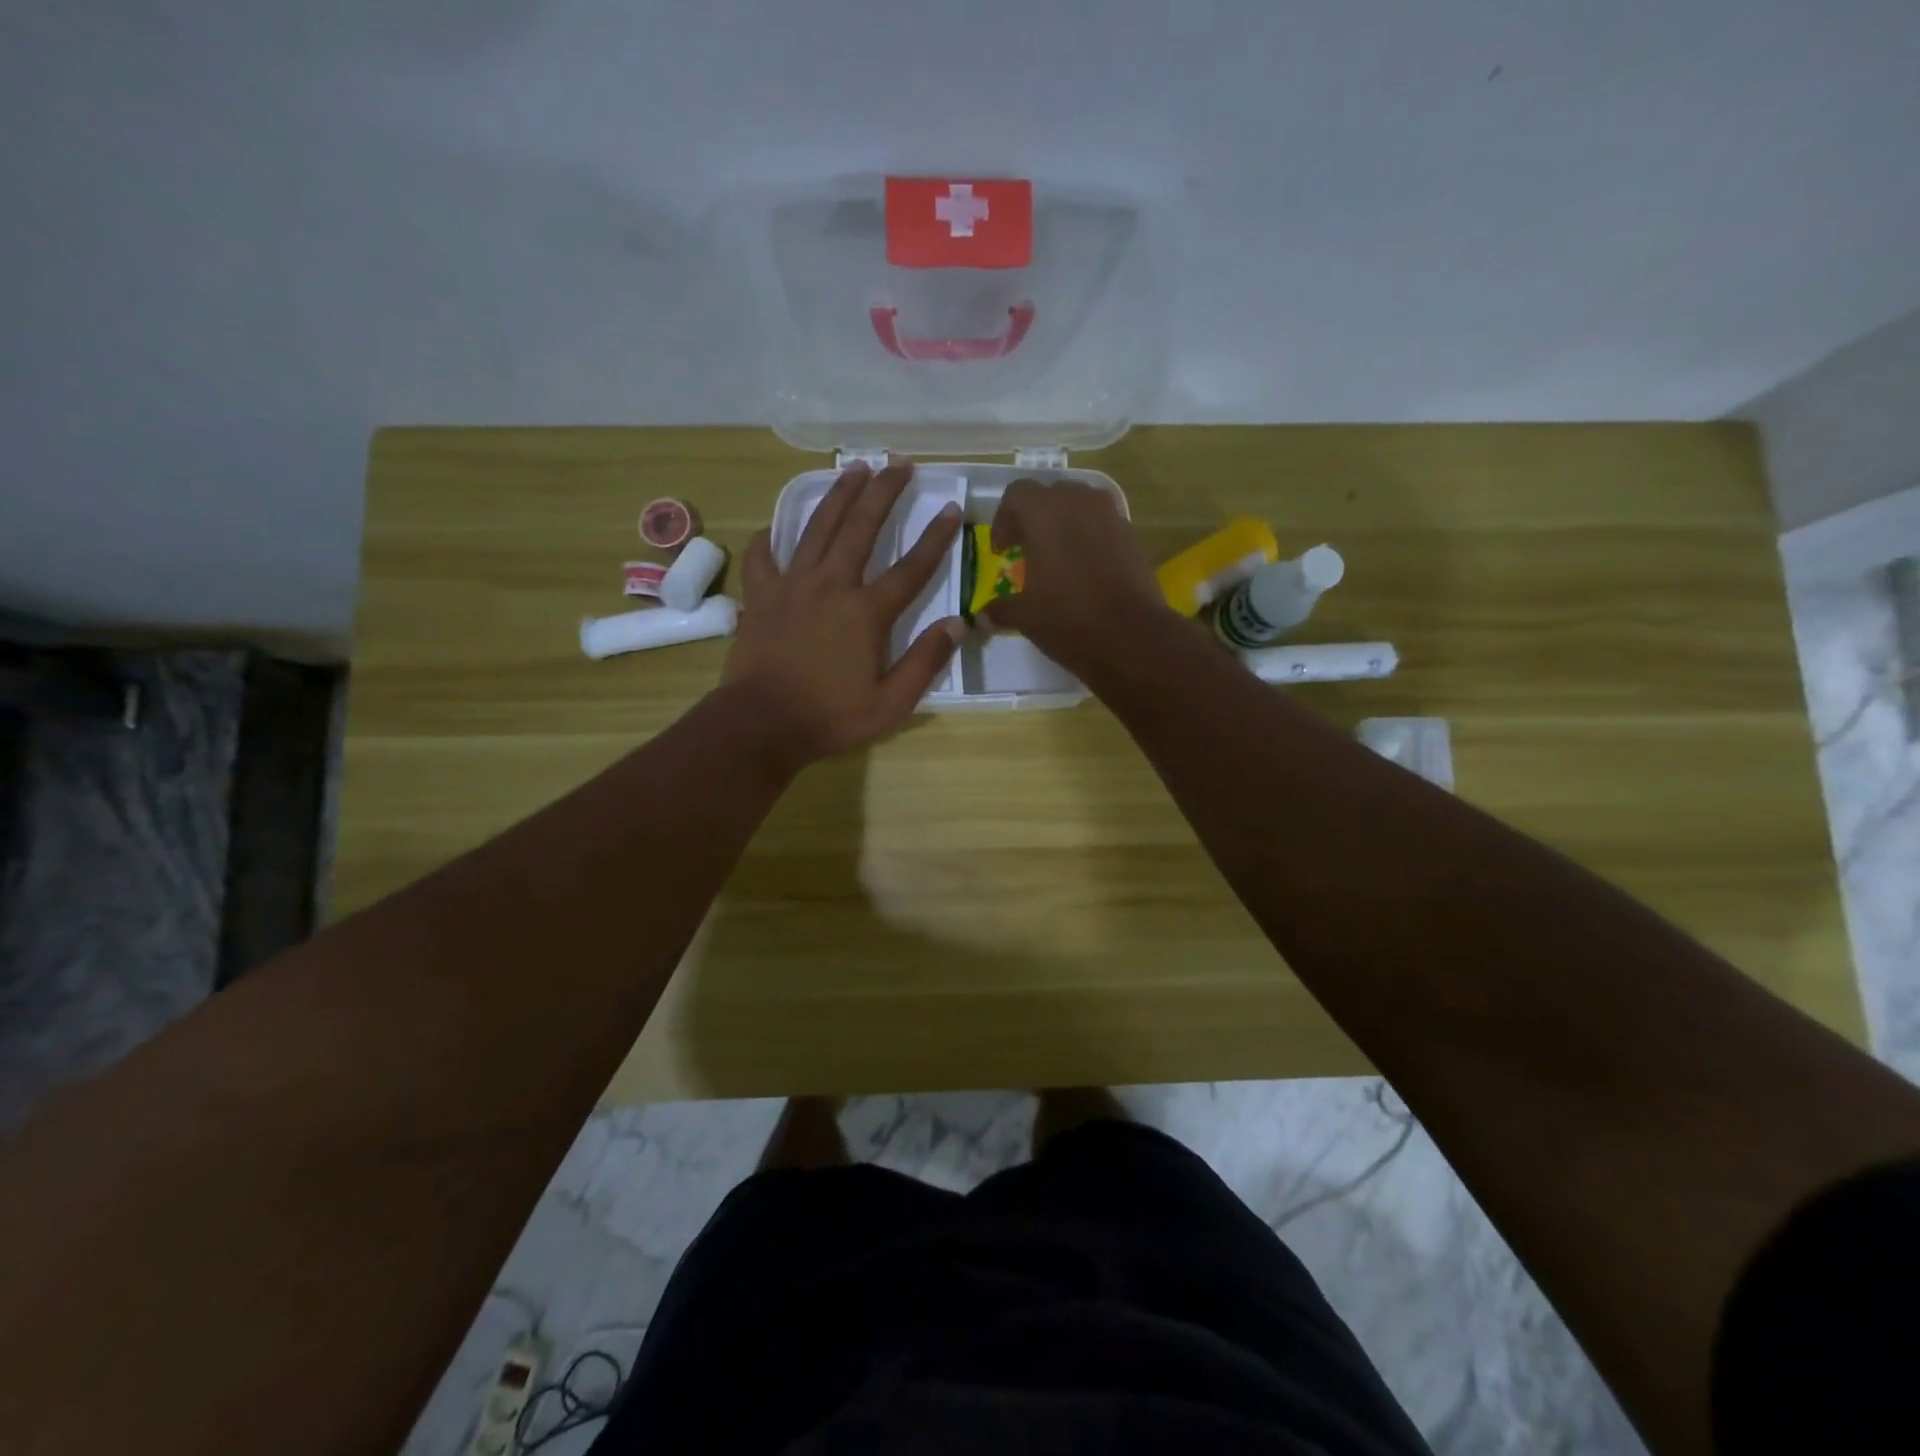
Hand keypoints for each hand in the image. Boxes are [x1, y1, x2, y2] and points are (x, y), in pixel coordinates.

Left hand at [724, 459, 963, 764]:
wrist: (762, 723)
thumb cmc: (830, 717)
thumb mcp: (891, 703)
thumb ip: (926, 662)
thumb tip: (957, 624)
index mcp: (867, 612)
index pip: (911, 568)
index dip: (935, 537)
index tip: (951, 508)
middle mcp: (832, 585)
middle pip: (862, 528)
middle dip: (884, 492)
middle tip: (899, 463)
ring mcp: (792, 585)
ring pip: (817, 528)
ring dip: (838, 495)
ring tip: (853, 468)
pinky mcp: (761, 595)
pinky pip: (763, 557)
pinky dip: (769, 539)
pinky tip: (775, 528)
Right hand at [979, 478, 1174, 677]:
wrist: (1131, 635)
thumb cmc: (1067, 618)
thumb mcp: (1025, 616)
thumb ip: (1000, 609)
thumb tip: (982, 616)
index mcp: (1043, 512)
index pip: (1016, 494)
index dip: (1003, 520)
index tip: (1002, 550)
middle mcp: (1077, 501)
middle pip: (1049, 494)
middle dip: (1034, 517)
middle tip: (1027, 549)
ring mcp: (1109, 515)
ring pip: (1079, 504)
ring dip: (1064, 523)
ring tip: (1057, 556)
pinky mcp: (1131, 533)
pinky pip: (1102, 523)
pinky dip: (1089, 536)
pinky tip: (1085, 567)